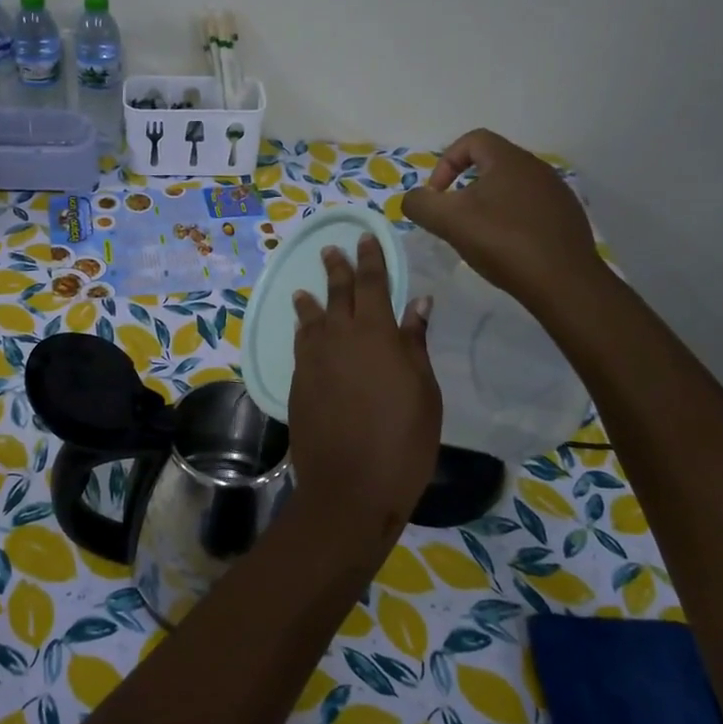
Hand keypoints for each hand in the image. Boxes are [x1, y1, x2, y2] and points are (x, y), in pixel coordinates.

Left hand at [287, 235, 441, 549]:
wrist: (350, 486)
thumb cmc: (402, 439)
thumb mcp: (424, 391)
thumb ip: (414, 343)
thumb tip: (418, 303)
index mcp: (374, 333)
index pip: (371, 284)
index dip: (369, 259)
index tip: (364, 238)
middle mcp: (337, 338)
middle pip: (337, 294)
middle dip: (337, 270)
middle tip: (331, 249)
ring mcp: (313, 361)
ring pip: (311, 320)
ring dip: (311, 301)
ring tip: (305, 289)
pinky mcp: (298, 384)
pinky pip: (301, 346)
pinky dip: (303, 331)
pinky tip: (303, 331)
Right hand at [403, 129, 602, 309]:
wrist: (562, 281)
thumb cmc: (502, 241)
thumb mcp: (448, 221)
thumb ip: (420, 204)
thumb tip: (414, 198)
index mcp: (509, 159)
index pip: (471, 140)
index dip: (446, 163)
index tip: (437, 195)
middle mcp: (536, 167)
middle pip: (491, 164)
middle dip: (464, 187)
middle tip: (453, 217)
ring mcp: (556, 192)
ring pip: (510, 188)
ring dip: (488, 205)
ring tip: (478, 235)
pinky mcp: (567, 217)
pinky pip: (530, 209)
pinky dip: (510, 221)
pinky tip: (506, 247)